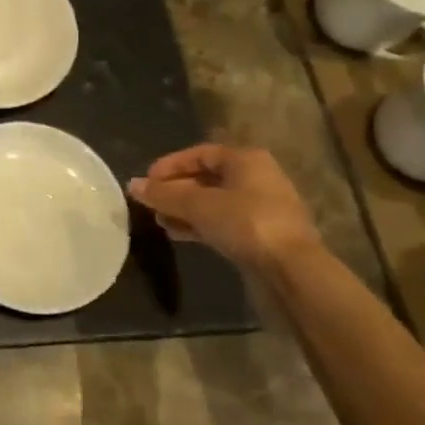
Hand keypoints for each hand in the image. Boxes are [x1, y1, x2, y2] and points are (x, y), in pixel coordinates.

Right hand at [128, 143, 321, 275]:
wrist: (292, 271)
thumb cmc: (246, 224)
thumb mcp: (198, 205)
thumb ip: (164, 195)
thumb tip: (132, 185)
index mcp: (246, 160)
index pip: (200, 153)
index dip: (171, 165)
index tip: (147, 180)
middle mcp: (257, 178)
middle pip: (206, 178)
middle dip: (176, 190)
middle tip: (151, 202)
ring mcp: (261, 208)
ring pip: (214, 202)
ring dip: (185, 209)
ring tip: (160, 220)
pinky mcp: (261, 235)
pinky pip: (223, 222)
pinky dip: (200, 225)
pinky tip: (178, 234)